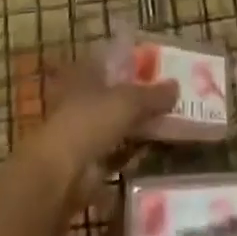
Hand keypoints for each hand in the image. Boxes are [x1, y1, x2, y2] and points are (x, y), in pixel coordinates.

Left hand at [24, 57, 174, 199]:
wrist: (60, 174)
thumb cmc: (91, 122)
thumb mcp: (129, 101)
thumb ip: (153, 94)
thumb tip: (176, 86)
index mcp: (85, 73)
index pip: (111, 61)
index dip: (132, 64)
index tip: (157, 69)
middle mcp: (80, 98)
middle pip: (114, 94)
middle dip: (138, 99)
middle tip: (168, 101)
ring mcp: (81, 130)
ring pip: (114, 124)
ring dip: (134, 128)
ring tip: (166, 128)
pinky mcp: (85, 162)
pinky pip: (113, 153)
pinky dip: (129, 154)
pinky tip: (150, 155)